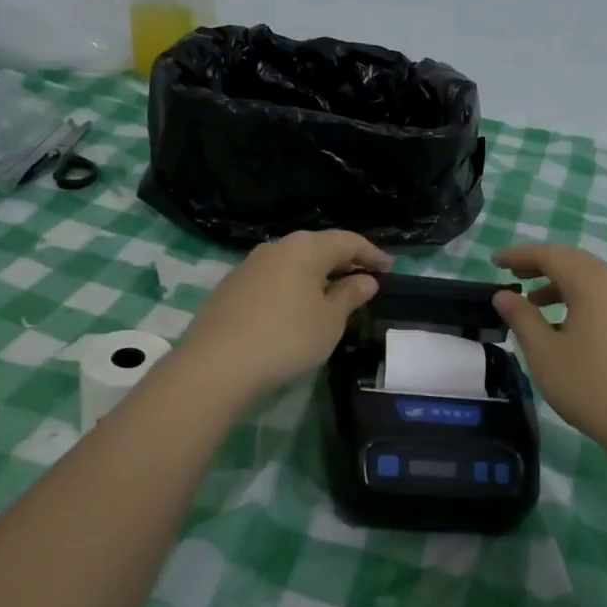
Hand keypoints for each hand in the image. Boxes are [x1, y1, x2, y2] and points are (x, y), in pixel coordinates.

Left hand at [178, 230, 391, 404]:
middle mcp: (276, 247)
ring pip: (293, 263)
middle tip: (365, 279)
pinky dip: (293, 287)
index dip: (372, 254)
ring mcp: (248, 266)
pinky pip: (273, 279)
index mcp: (305, 248)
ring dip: (316, 275)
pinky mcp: (230, 288)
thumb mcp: (329, 321)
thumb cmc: (286, 338)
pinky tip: (296, 308)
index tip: (390, 269)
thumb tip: (365, 280)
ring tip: (332, 295)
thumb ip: (349, 296)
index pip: (347, 241)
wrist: (216, 365)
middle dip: (343, 262)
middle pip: (318, 247)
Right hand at [494, 244, 606, 459]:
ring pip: (591, 281)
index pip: (551, 255)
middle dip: (541, 264)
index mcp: (592, 284)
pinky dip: (578, 299)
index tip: (495, 261)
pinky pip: (604, 298)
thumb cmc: (590, 385)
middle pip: (574, 261)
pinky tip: (564, 326)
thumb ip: (522, 318)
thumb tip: (504, 294)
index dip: (520, 255)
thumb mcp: (544, 352)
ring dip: (559, 284)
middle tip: (513, 274)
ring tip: (533, 302)